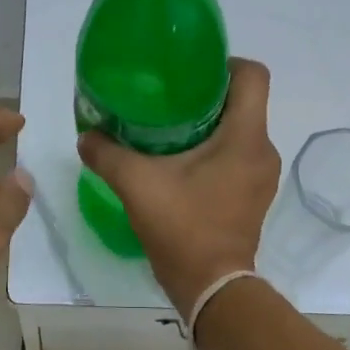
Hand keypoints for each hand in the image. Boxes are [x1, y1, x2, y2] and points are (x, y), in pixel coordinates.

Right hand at [78, 58, 279, 311]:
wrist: (211, 287)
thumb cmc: (183, 227)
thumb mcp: (137, 184)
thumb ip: (107, 154)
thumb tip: (85, 135)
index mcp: (245, 137)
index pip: (253, 75)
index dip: (224, 62)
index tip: (190, 70)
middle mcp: (263, 150)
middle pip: (244, 102)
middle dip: (208, 93)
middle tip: (169, 96)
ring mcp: (261, 176)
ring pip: (240, 130)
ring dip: (210, 124)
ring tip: (170, 128)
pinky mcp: (253, 196)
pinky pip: (238, 156)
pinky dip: (215, 150)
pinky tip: (181, 162)